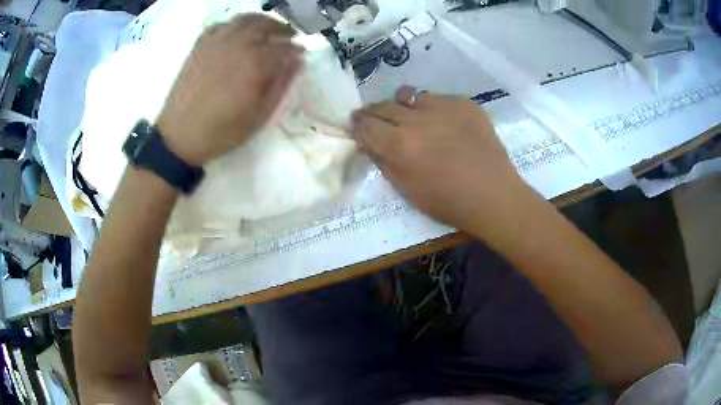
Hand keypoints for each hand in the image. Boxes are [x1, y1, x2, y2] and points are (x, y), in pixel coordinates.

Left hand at [157, 14, 302, 165]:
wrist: (179, 137)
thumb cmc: (220, 132)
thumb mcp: (258, 117)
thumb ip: (280, 86)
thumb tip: (296, 62)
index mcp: (255, 65)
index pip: (284, 48)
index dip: (296, 51)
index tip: (300, 56)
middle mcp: (237, 46)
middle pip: (266, 26)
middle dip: (282, 30)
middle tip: (289, 37)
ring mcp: (216, 43)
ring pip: (244, 20)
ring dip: (261, 21)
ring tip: (266, 30)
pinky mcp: (200, 46)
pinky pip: (220, 25)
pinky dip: (234, 25)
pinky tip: (237, 34)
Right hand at [353, 86, 530, 234]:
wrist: (493, 195)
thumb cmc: (448, 201)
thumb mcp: (407, 189)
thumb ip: (383, 162)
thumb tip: (368, 143)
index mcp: (400, 144)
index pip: (366, 126)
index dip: (358, 127)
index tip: (358, 129)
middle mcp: (417, 119)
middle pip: (383, 106)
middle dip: (372, 113)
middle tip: (372, 118)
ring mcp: (442, 107)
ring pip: (409, 94)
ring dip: (401, 104)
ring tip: (407, 115)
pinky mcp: (464, 103)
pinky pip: (437, 98)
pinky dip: (432, 108)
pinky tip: (441, 123)